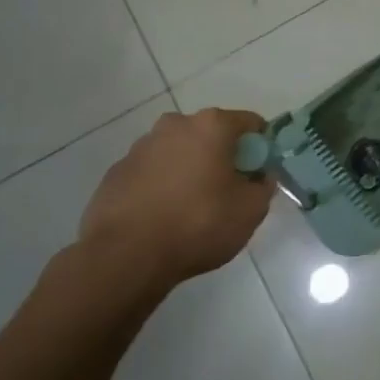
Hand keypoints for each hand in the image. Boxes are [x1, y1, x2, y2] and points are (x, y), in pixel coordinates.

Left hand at [77, 108, 274, 296]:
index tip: (259, 173)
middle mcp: (174, 125)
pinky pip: (151, 173)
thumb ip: (263, 186)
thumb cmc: (199, 224)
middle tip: (227, 191)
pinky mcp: (115, 173)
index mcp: (211, 126)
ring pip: (178, 152)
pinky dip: (162, 186)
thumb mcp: (251, 210)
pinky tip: (163, 216)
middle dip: (222, 156)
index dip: (260, 147)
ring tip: (191, 208)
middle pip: (210, 134)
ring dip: (190, 170)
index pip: (250, 123)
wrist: (125, 256)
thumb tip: (259, 177)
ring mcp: (140, 148)